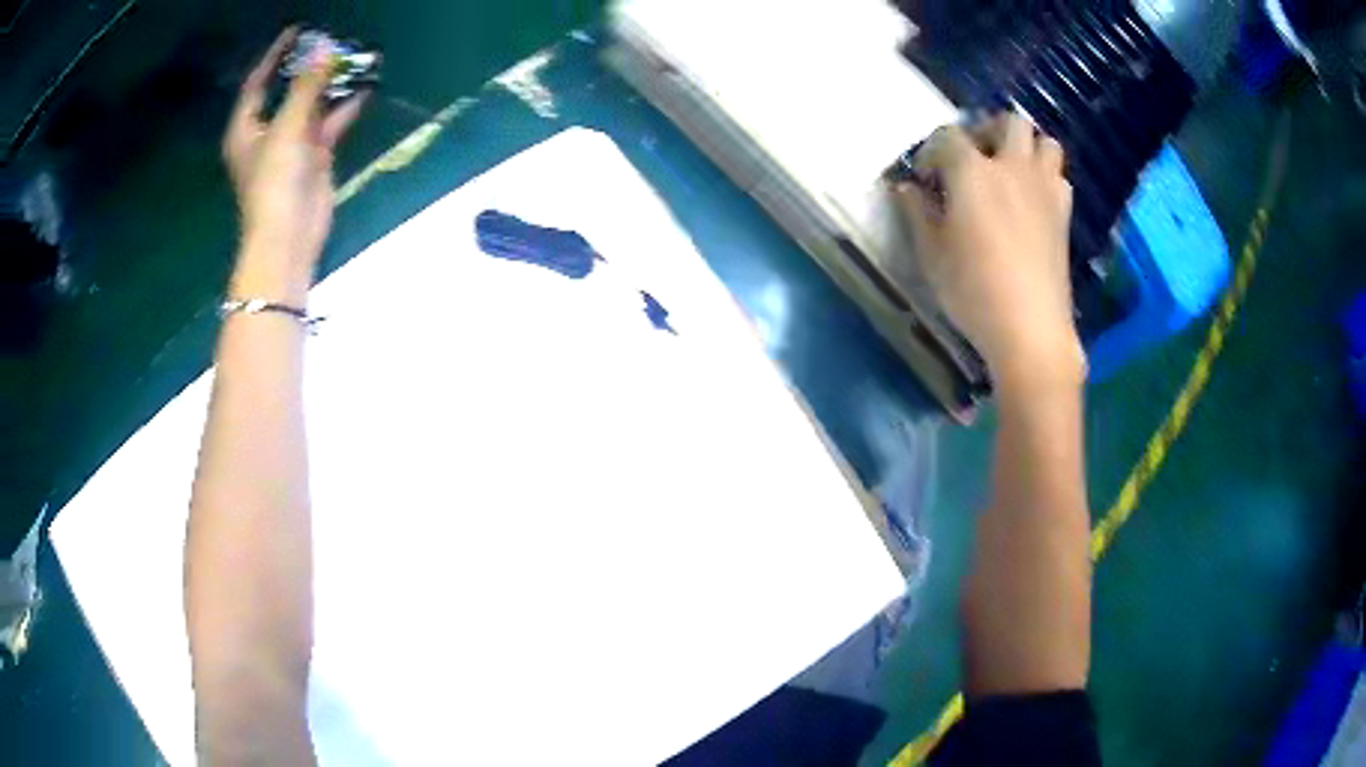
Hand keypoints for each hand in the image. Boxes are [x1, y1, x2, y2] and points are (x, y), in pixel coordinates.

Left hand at [223, 27, 366, 303]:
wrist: (289, 236)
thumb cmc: (274, 183)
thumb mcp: (286, 129)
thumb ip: (305, 87)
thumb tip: (325, 49)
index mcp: (247, 128)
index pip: (258, 83)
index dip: (274, 56)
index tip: (296, 31)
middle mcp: (267, 132)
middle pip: (287, 90)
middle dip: (308, 67)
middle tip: (332, 41)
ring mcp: (292, 145)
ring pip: (312, 105)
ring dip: (331, 85)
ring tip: (353, 58)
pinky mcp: (314, 157)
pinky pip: (329, 123)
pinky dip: (344, 108)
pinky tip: (363, 89)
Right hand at [895, 113, 1082, 392]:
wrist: (1030, 328)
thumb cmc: (973, 290)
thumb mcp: (931, 254)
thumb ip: (917, 213)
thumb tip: (906, 188)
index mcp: (972, 172)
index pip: (947, 136)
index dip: (932, 151)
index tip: (925, 177)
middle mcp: (1011, 167)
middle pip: (1009, 123)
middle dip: (988, 131)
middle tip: (974, 157)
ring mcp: (1043, 189)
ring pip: (1044, 142)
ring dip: (1026, 148)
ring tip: (1009, 171)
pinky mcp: (1063, 214)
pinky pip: (1059, 176)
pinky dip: (1046, 177)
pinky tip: (1032, 200)